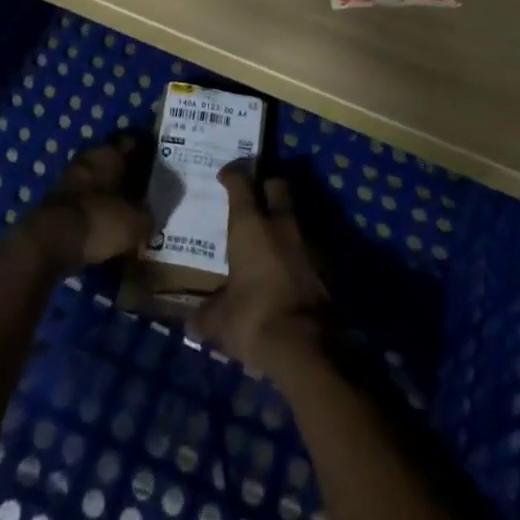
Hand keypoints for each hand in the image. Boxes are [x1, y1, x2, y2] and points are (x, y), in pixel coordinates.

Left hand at [19, 136, 151, 272]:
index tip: (158, 168)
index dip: (145, 154)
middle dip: (126, 176)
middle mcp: (88, 159)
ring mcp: (68, 180)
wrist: (47, 243)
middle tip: (143, 193)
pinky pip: (83, 203)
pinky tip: (104, 227)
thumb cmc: (98, 220)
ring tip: (125, 213)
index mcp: (109, 153)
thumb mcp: (135, 223)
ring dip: (107, 194)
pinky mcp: (55, 205)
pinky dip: (93, 212)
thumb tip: (149, 218)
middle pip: (112, 163)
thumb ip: (147, 217)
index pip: (132, 143)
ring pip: (96, 183)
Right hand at [191, 163, 326, 374]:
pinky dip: (300, 248)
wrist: (308, 345)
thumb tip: (191, 323)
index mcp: (250, 224)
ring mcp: (309, 239)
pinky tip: (291, 266)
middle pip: (277, 184)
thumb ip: (206, 315)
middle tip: (255, 197)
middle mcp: (281, 222)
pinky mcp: (328, 263)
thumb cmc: (255, 319)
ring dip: (285, 218)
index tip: (226, 174)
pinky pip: (310, 244)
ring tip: (273, 235)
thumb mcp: (221, 321)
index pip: (240, 182)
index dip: (233, 174)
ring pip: (296, 213)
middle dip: (266, 185)